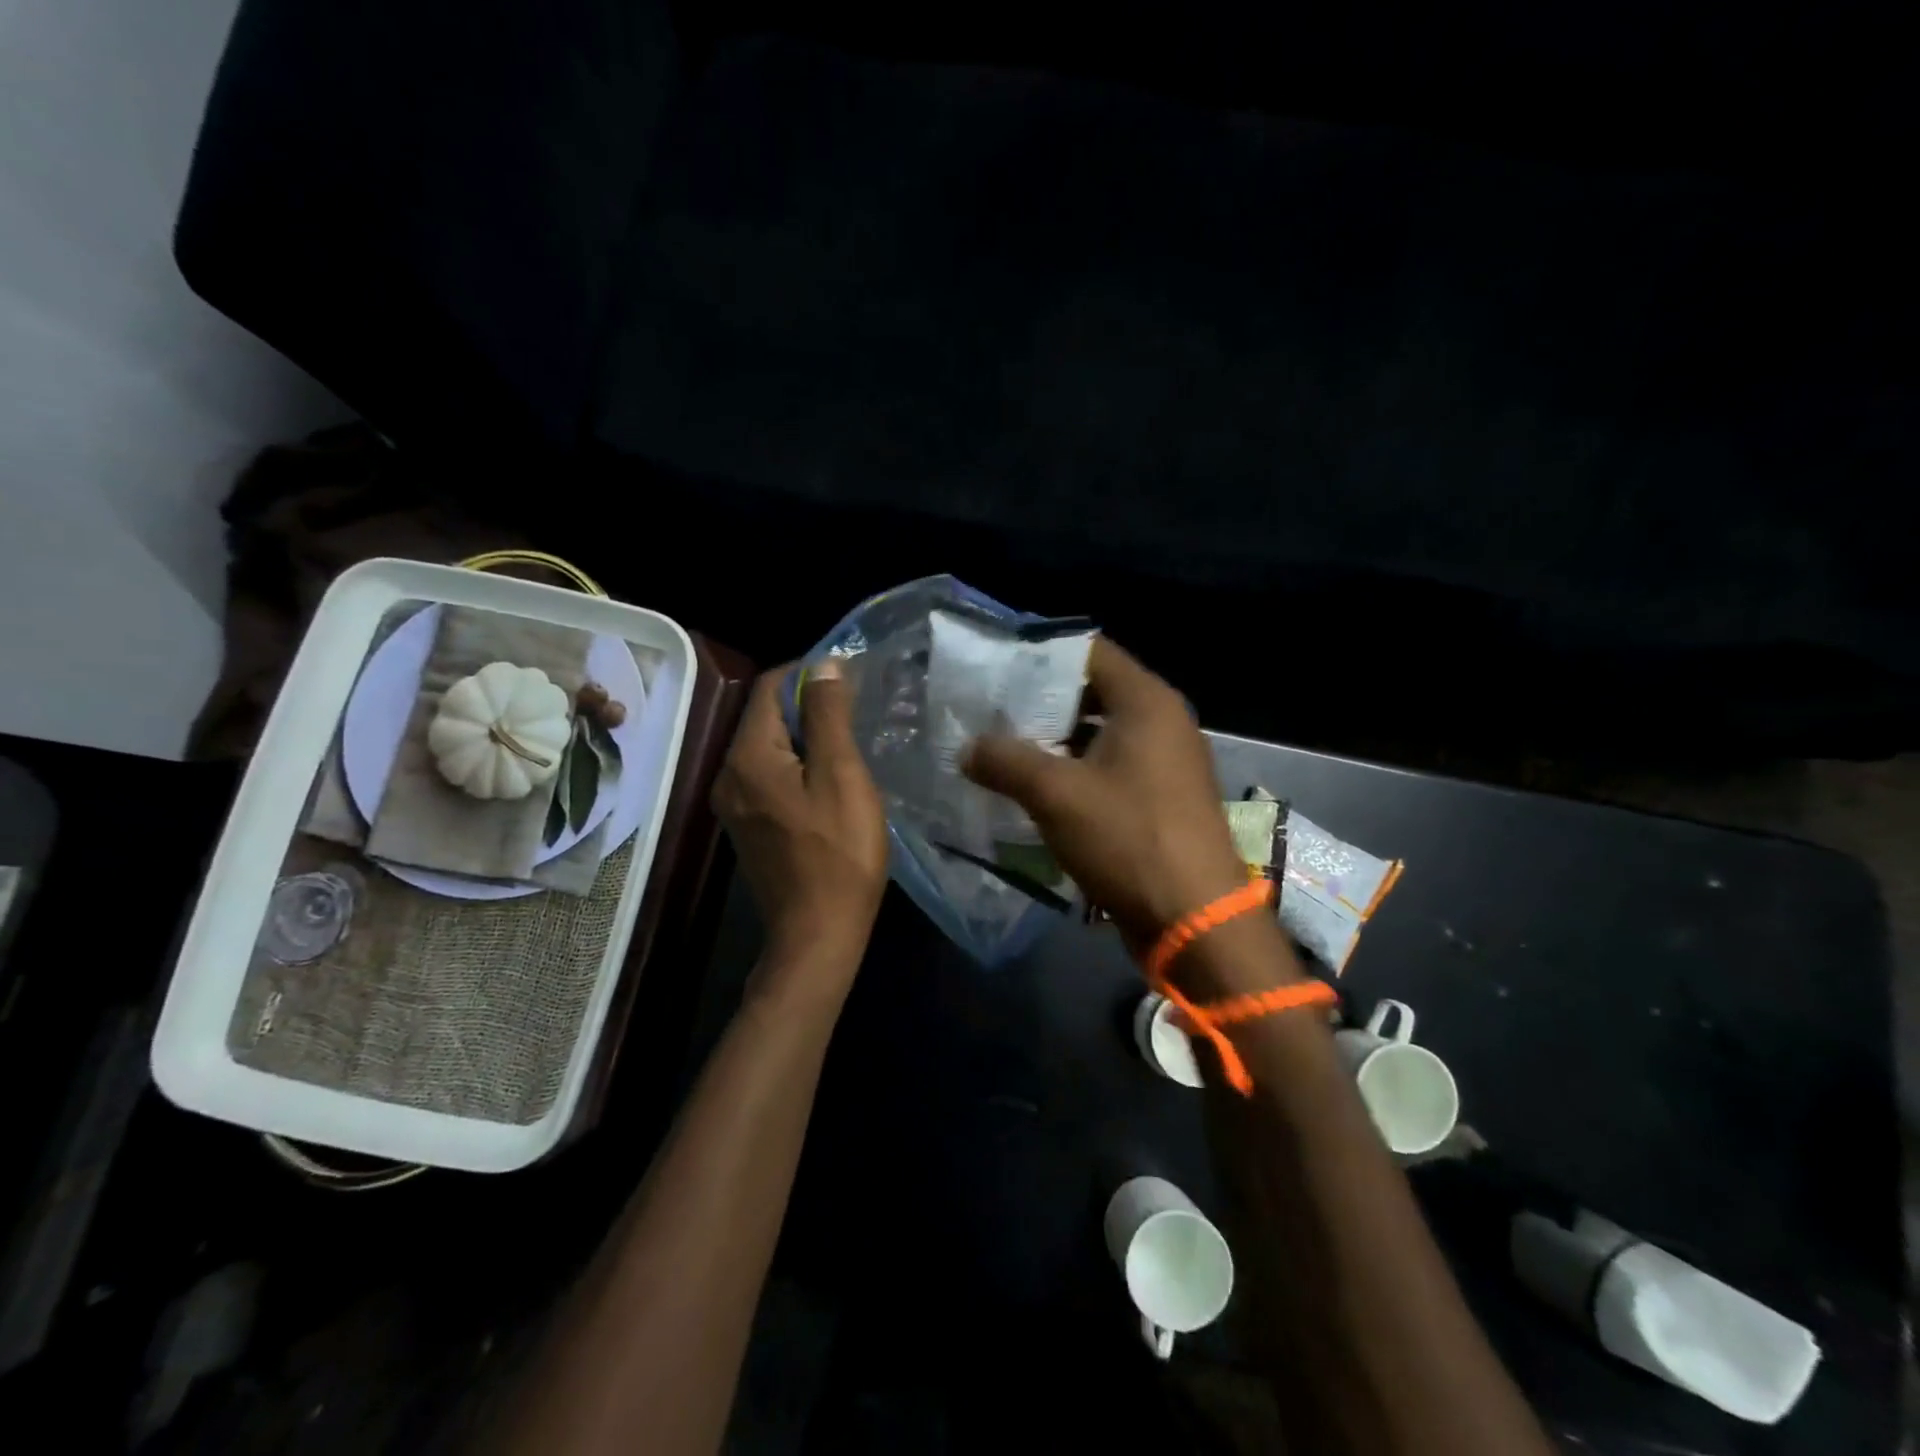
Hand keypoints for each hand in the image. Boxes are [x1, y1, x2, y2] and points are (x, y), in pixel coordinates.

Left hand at [712, 660, 887, 989]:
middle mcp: (728, 774)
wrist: (817, 934)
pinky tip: (828, 781)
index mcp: (748, 756)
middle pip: (766, 717)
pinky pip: (769, 776)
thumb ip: (828, 714)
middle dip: (808, 706)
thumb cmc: (838, 852)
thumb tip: (824, 664)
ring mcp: (734, 804)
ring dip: (805, 737)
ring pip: (769, 747)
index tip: (851, 682)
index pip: (770, 686)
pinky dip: (796, 766)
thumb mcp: (841, 775)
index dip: (809, 674)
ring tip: (848, 745)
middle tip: (856, 714)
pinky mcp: (748, 826)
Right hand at [963, 637, 1250, 947]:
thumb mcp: (1055, 795)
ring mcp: (1165, 761)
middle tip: (989, 710)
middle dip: (1039, 701)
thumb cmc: (1128, 839)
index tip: (994, 667)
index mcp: (1146, 702)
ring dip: (1053, 741)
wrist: (1195, 920)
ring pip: (1099, 733)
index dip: (1040, 654)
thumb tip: (967, 748)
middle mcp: (1162, 721)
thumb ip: (1005, 761)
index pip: (1088, 651)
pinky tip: (1034, 787)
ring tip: (1001, 747)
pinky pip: (1109, 767)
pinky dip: (1074, 770)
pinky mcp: (1160, 798)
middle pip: (1092, 692)